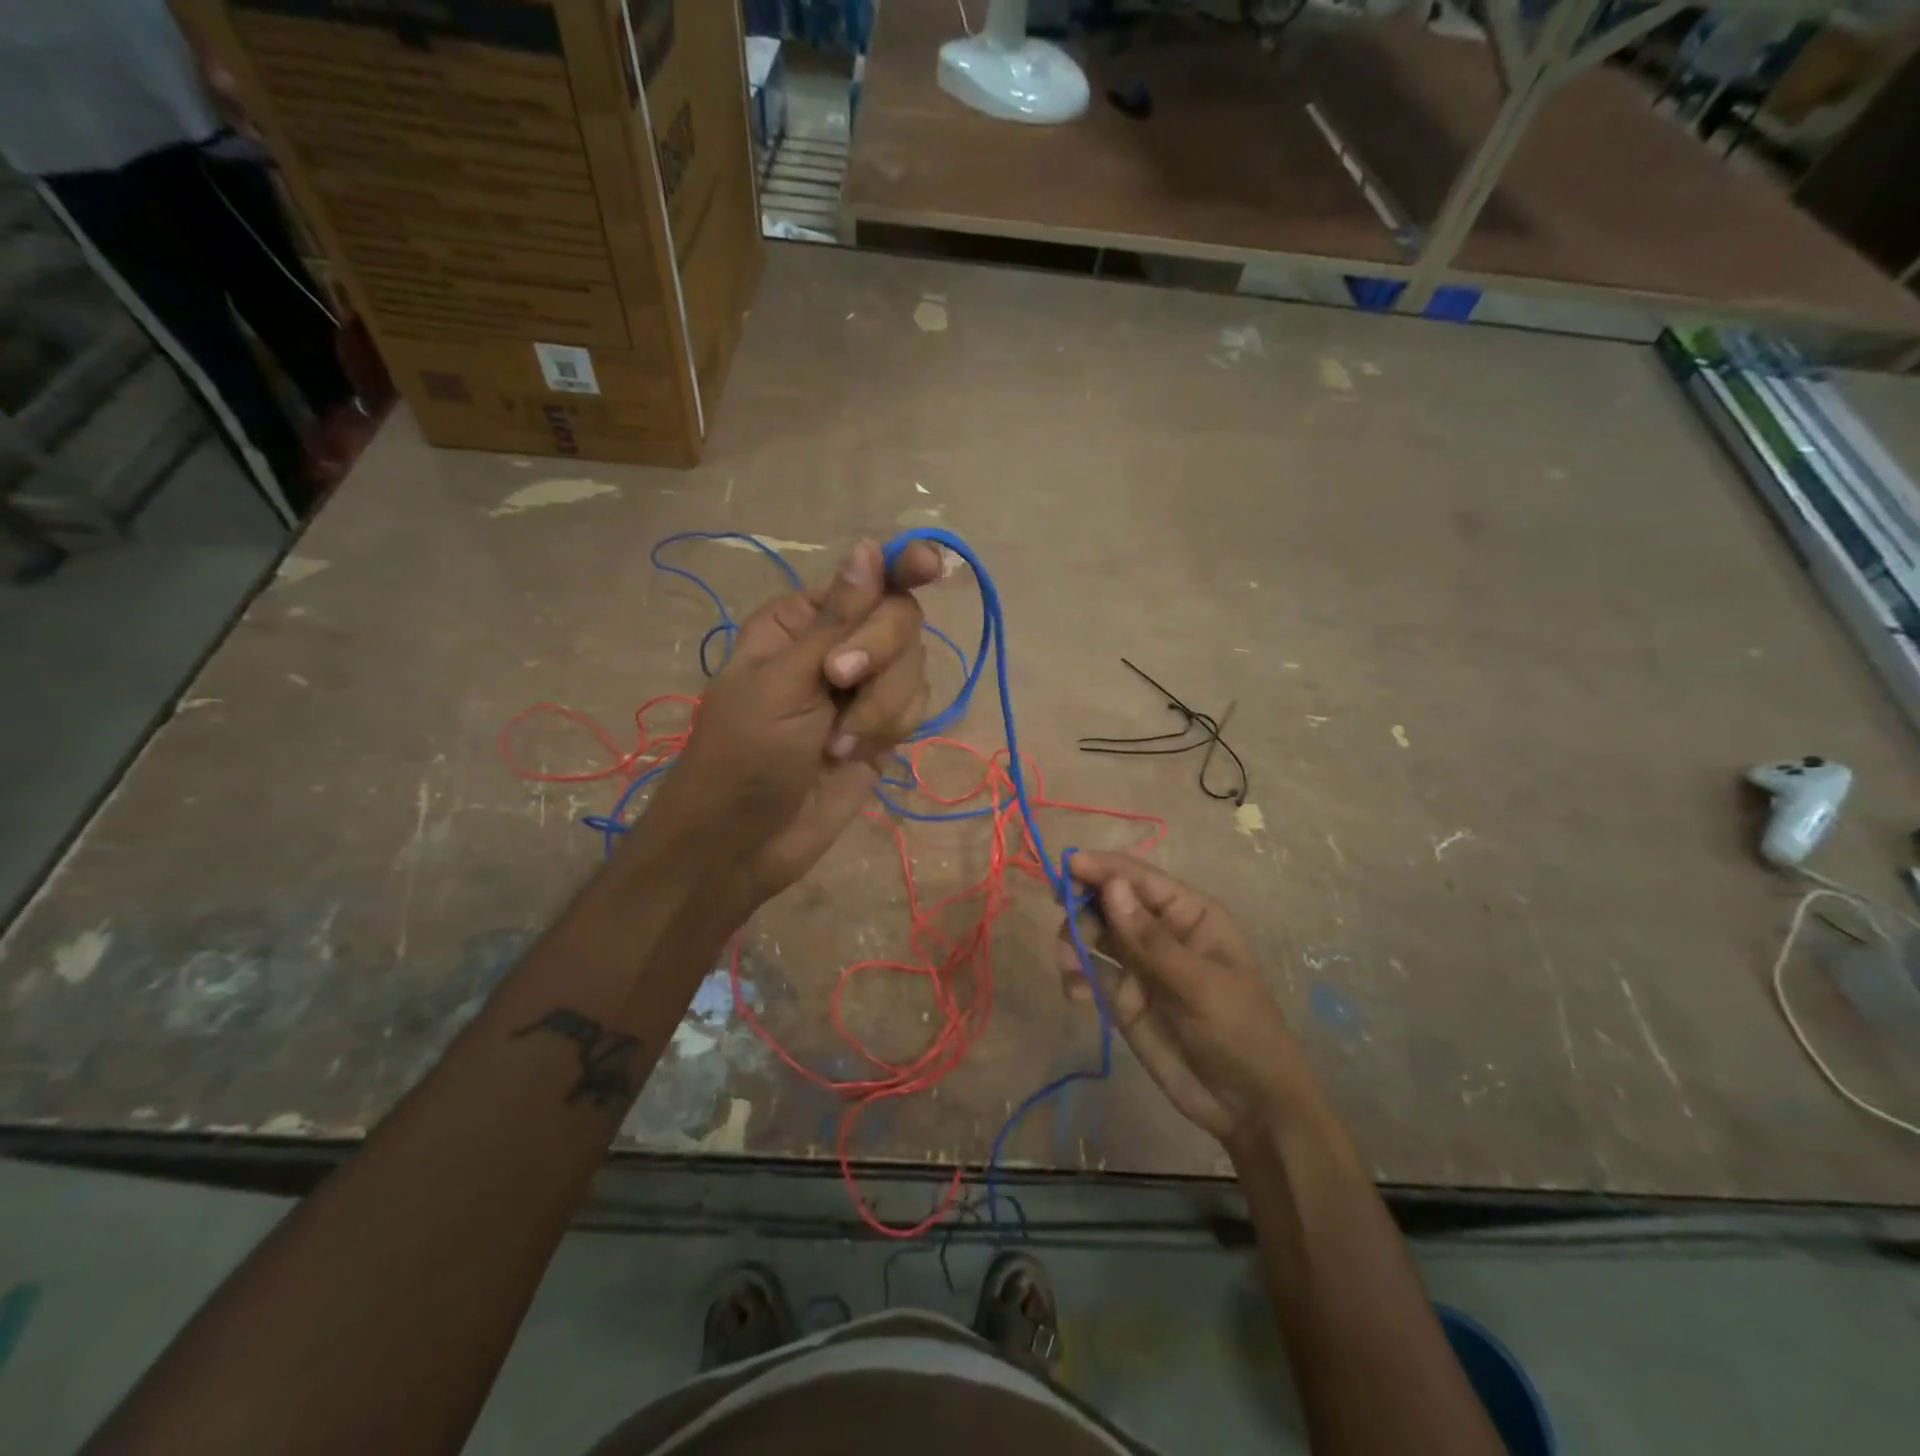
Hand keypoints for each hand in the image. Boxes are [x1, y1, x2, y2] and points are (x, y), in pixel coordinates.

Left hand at [639, 537, 943, 903]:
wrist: (745, 842)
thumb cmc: (743, 754)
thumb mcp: (782, 682)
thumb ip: (835, 621)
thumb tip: (870, 548)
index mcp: (801, 620)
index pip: (866, 577)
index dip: (903, 565)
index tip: (932, 565)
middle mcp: (839, 644)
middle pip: (901, 619)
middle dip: (879, 654)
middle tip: (839, 682)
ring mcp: (864, 689)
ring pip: (915, 667)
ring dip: (882, 706)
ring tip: (836, 744)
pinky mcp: (883, 727)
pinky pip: (917, 706)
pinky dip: (892, 728)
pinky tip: (855, 753)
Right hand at [1054, 852, 1308, 1145]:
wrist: (1248, 1106)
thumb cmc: (1239, 1032)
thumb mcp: (1200, 984)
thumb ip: (1150, 939)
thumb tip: (1111, 886)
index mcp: (1189, 914)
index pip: (1139, 878)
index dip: (1103, 868)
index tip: (1067, 864)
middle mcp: (1160, 931)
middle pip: (1109, 900)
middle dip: (1083, 905)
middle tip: (1066, 919)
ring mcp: (1139, 964)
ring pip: (1093, 933)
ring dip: (1074, 940)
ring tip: (1070, 967)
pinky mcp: (1122, 997)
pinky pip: (1089, 971)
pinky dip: (1075, 974)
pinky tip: (1077, 993)